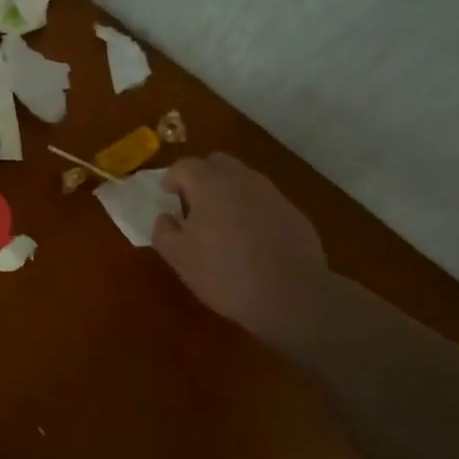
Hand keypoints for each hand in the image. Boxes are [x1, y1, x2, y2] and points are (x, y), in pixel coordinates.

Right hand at [152, 153, 325, 332]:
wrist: (292, 296)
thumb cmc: (225, 273)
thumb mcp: (179, 258)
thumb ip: (163, 231)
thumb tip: (165, 217)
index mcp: (208, 184)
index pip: (184, 166)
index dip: (171, 179)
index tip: (167, 196)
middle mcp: (241, 179)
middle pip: (216, 163)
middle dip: (201, 176)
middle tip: (193, 202)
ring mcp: (272, 194)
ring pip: (243, 180)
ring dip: (228, 192)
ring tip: (222, 222)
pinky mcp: (294, 213)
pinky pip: (264, 201)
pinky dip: (252, 210)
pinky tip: (252, 239)